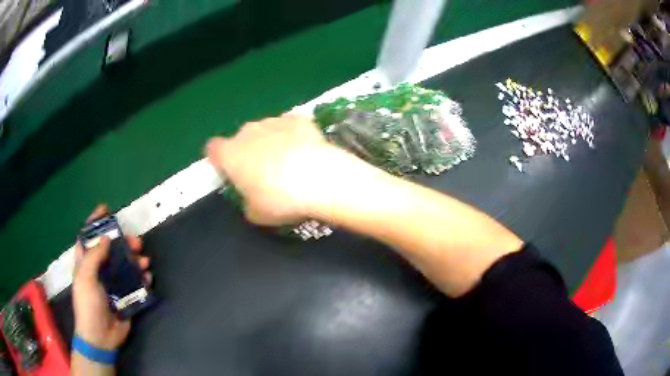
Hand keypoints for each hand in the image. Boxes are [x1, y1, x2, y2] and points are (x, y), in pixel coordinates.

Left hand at [72, 205, 151, 350]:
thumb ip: (94, 257)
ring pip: (124, 265)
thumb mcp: (86, 278)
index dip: (95, 222)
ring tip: (145, 261)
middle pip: (110, 249)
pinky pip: (134, 283)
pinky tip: (148, 278)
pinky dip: (142, 279)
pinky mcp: (124, 297)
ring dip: (136, 260)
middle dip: (123, 242)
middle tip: (135, 241)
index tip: (106, 209)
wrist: (101, 336)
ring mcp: (111, 284)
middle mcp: (98, 270)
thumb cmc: (88, 304)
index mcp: (85, 263)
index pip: (87, 236)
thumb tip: (106, 239)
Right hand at [206, 115, 359, 225]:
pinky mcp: (298, 119)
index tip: (230, 173)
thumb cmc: (280, 200)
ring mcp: (273, 122)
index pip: (212, 149)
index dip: (219, 160)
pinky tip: (305, 151)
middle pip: (241, 140)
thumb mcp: (256, 215)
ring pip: (265, 131)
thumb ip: (247, 204)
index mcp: (230, 154)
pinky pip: (289, 127)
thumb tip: (251, 200)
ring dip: (271, 143)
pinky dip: (293, 136)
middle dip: (248, 153)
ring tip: (290, 164)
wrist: (320, 179)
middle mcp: (247, 132)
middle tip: (264, 174)